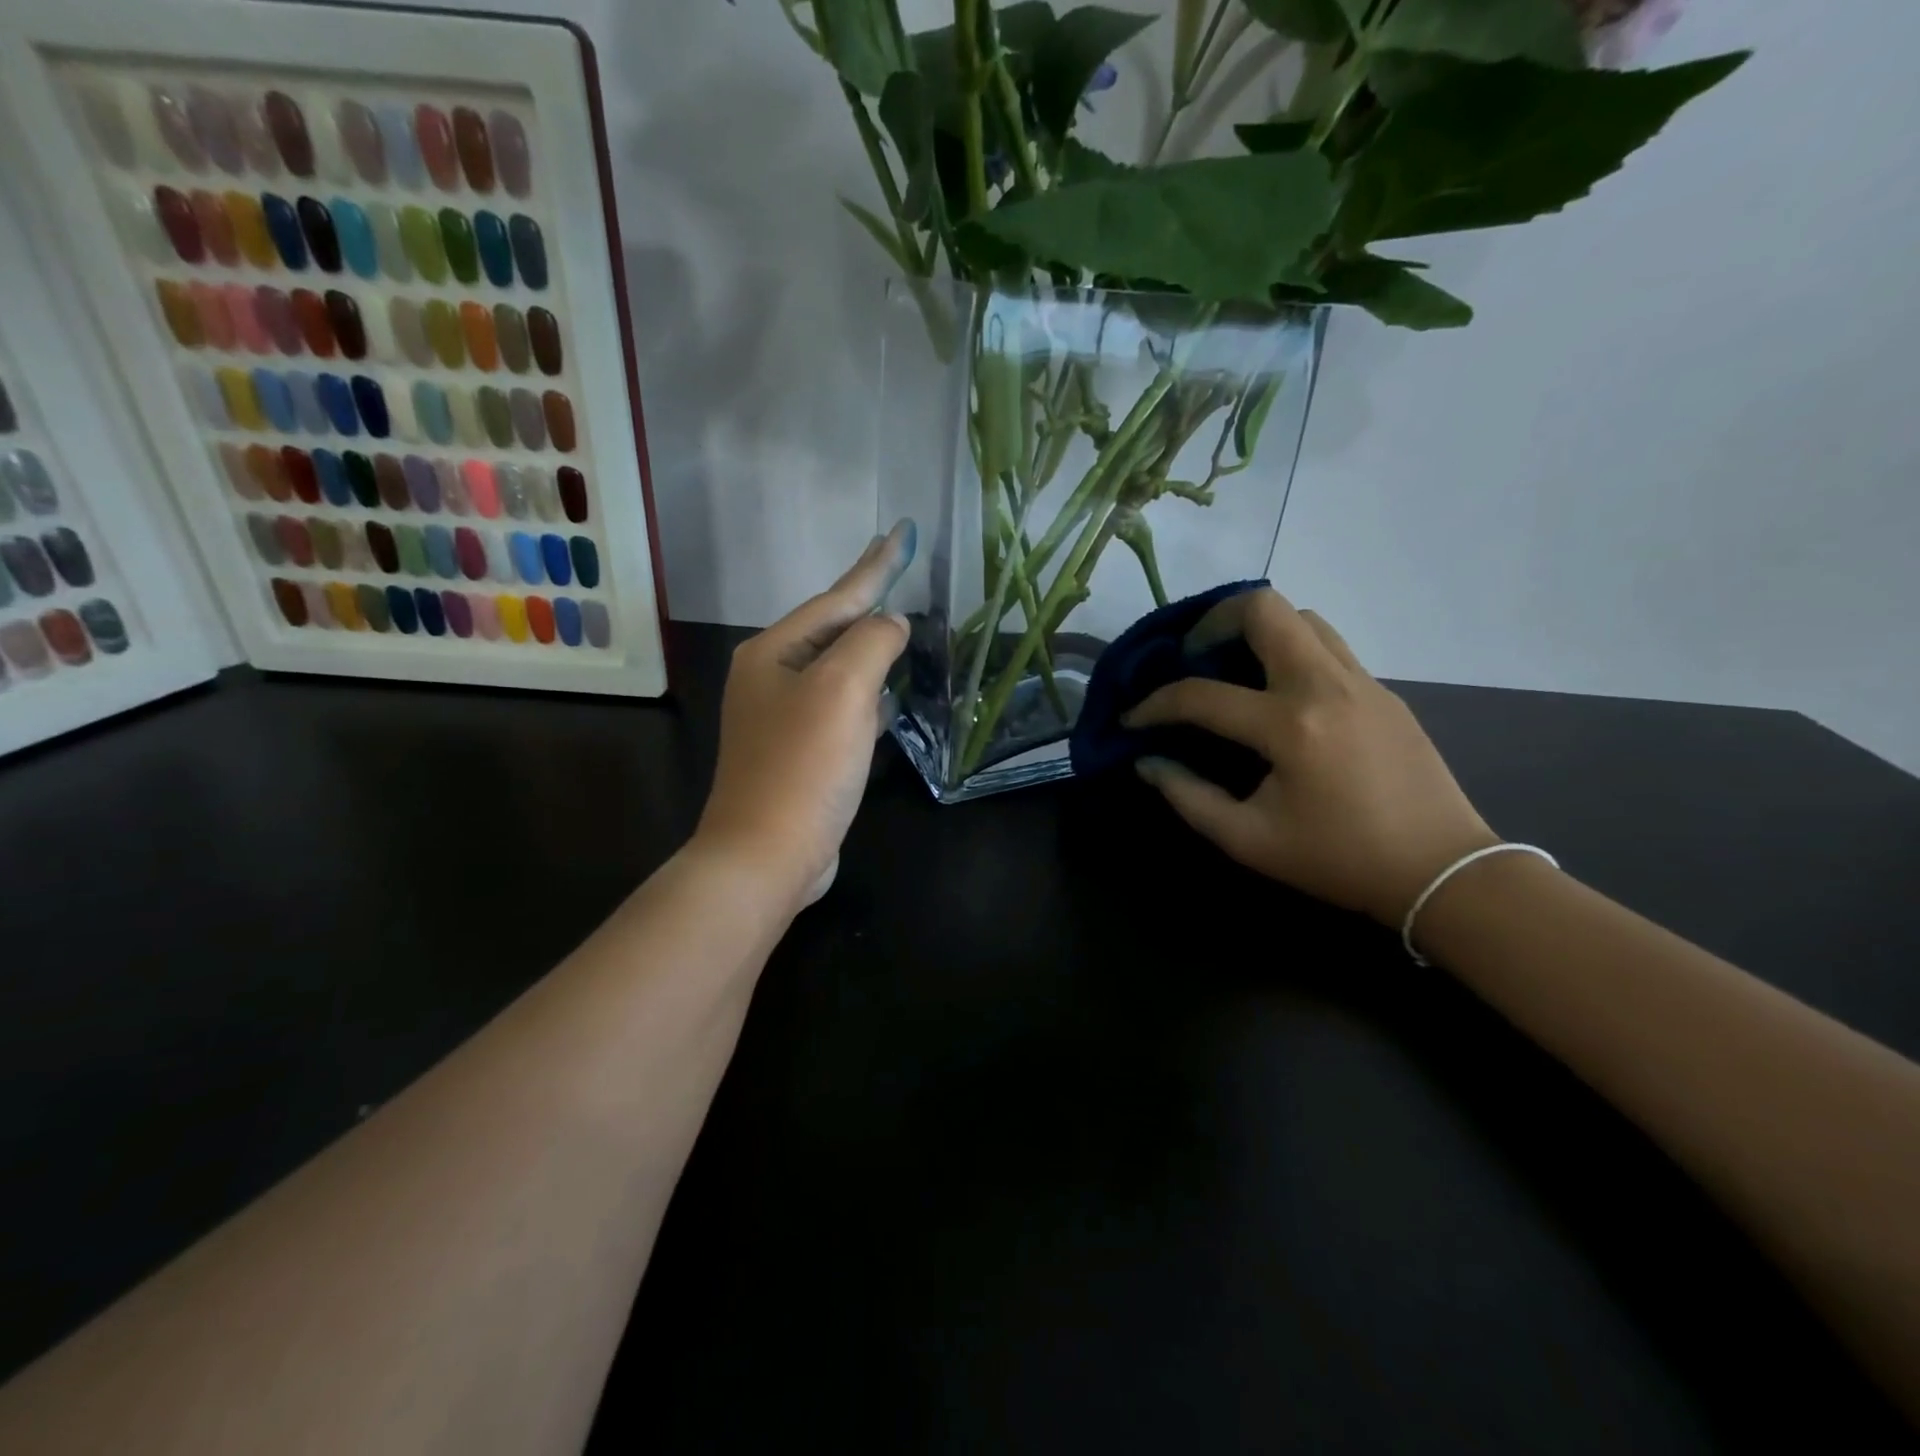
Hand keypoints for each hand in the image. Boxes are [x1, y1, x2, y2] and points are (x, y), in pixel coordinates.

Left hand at [695, 522, 913, 908]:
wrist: (766, 854)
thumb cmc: (804, 765)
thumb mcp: (843, 690)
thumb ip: (872, 643)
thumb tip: (891, 624)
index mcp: (773, 652)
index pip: (836, 597)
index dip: (875, 565)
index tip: (902, 530)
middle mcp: (771, 677)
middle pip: (832, 628)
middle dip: (868, 600)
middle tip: (900, 569)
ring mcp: (782, 717)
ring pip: (838, 668)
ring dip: (870, 646)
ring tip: (901, 625)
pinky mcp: (800, 752)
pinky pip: (841, 706)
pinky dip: (868, 693)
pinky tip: (890, 694)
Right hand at [1126, 588, 1496, 926]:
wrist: (1442, 870)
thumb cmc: (1338, 860)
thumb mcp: (1249, 840)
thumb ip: (1188, 797)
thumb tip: (1147, 761)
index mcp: (1291, 726)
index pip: (1202, 694)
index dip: (1155, 704)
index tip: (1133, 718)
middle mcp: (1326, 685)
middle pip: (1263, 608)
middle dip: (1213, 621)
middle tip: (1192, 656)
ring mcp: (1361, 681)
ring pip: (1301, 618)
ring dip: (1257, 630)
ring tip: (1232, 667)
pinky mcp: (1382, 691)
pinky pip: (1326, 645)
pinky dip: (1289, 650)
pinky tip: (1277, 692)